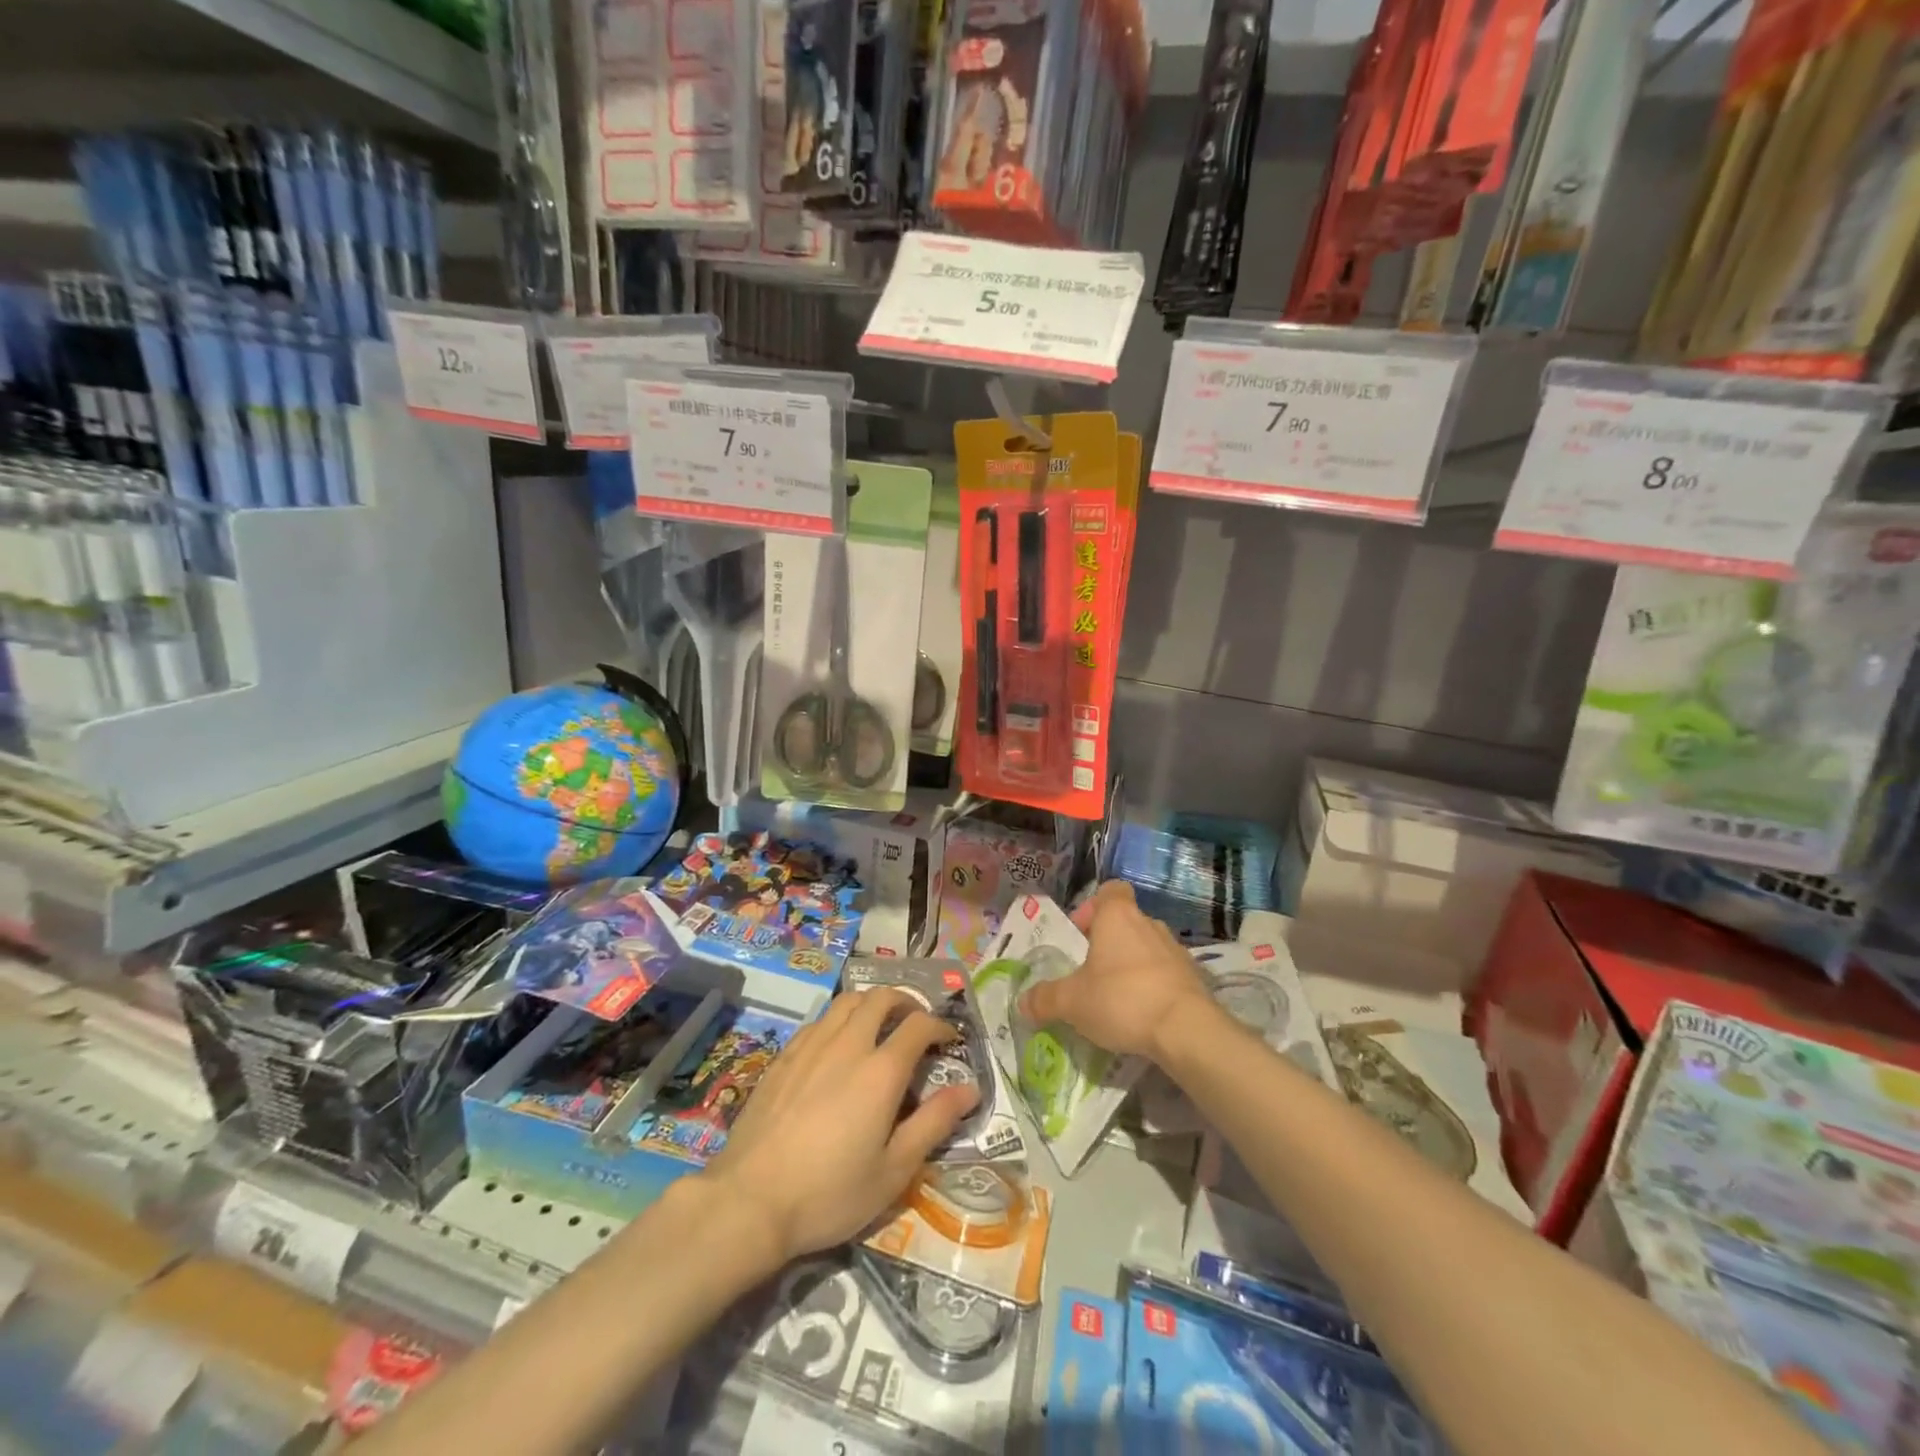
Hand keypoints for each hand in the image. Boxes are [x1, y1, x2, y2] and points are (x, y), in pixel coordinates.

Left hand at [700, 989, 979, 1265]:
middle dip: (906, 1002)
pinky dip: (840, 1020)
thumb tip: (970, 1089)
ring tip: (880, 1026)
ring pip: (847, 1001)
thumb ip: (934, 1123)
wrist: (749, 1201)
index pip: (919, 1025)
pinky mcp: (784, 1056)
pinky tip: (838, 1046)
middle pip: (881, 997)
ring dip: (872, 1003)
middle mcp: (848, 1044)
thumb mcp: (893, 1170)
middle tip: (916, 1023)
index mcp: (881, 1070)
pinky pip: (820, 1020)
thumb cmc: (829, 1193)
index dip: (941, 1026)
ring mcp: (811, 1045)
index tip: (950, 1040)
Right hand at [1018, 880, 1216, 1062]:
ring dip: (1131, 965)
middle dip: (1108, 943)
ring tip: (1115, 997)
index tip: (1080, 934)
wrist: (1187, 1030)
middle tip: (1090, 972)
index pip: (1110, 890)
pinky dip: (1153, 986)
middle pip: (1126, 921)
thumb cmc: (1122, 999)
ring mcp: (1176, 950)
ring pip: (1147, 947)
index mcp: (1118, 916)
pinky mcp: (1194, 978)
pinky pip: (1166, 973)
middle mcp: (1149, 924)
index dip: (1093, 907)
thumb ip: (1045, 999)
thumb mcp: (1071, 1002)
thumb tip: (1022, 1002)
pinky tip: (1141, 1014)